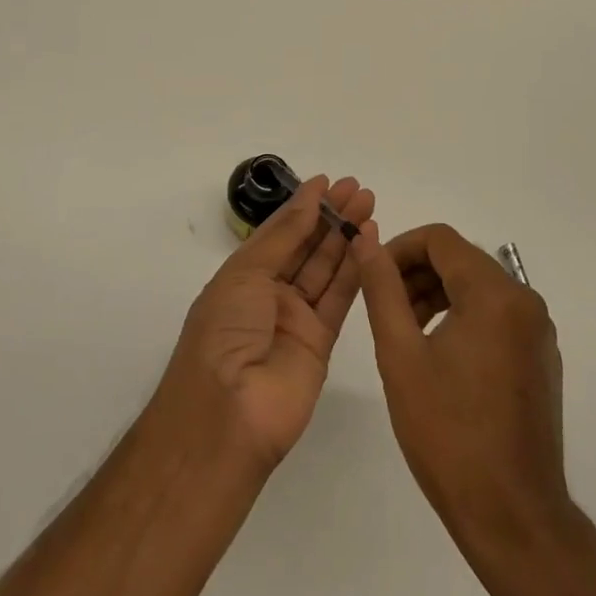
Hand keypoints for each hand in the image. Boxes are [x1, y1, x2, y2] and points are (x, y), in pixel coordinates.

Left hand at [156, 176, 375, 470]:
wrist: (228, 414)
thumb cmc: (224, 331)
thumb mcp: (246, 273)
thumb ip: (284, 236)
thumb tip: (309, 196)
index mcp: (243, 276)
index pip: (279, 232)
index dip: (303, 206)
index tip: (328, 181)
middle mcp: (269, 294)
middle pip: (306, 247)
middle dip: (330, 216)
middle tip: (357, 188)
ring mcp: (296, 319)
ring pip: (326, 268)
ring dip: (346, 236)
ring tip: (368, 204)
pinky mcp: (321, 342)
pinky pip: (340, 298)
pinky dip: (356, 269)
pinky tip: (370, 241)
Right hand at [356, 224, 573, 551]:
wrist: (514, 518)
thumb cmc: (449, 434)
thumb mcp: (401, 355)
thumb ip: (382, 288)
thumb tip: (365, 239)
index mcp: (495, 294)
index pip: (440, 239)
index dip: (399, 248)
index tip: (373, 278)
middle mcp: (525, 301)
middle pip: (460, 260)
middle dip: (416, 273)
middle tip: (384, 308)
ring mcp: (538, 331)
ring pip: (477, 287)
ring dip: (436, 294)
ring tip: (404, 331)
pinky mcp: (541, 357)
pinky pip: (496, 315)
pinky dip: (462, 317)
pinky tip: (438, 356)